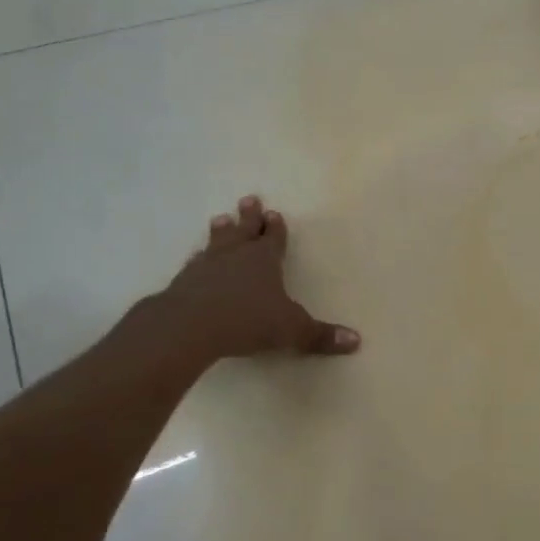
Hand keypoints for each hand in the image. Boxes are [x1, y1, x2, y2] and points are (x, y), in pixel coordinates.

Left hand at [151, 195, 359, 366]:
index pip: (273, 238)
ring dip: (221, 231)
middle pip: (244, 230)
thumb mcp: (292, 330)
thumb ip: (320, 335)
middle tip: (249, 199)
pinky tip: (195, 260)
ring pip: (217, 242)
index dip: (276, 228)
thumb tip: (356, 341)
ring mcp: (206, 266)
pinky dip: (198, 259)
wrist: (189, 326)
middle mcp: (235, 256)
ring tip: (220, 219)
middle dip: (249, 217)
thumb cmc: (247, 321)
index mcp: (264, 260)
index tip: (275, 214)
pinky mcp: (184, 281)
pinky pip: (195, 264)